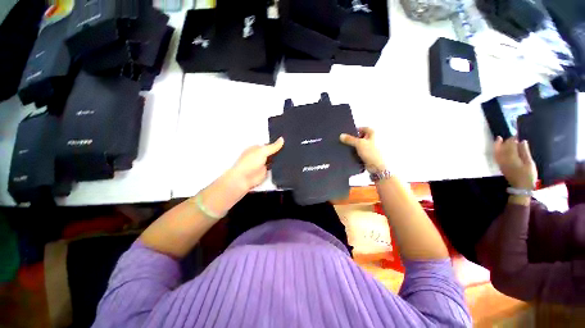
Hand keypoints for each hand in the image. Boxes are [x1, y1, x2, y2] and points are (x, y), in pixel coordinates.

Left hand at [228, 137, 283, 191]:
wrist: (244, 178)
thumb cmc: (248, 163)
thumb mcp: (263, 151)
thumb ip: (273, 146)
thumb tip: (281, 140)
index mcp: (257, 148)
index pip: (268, 144)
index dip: (276, 143)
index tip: (285, 141)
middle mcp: (259, 155)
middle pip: (271, 152)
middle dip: (277, 151)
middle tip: (287, 149)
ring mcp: (262, 163)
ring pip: (273, 160)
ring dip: (277, 159)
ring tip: (286, 156)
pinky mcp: (265, 171)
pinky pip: (273, 167)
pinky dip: (277, 166)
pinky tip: (282, 164)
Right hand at [340, 127, 385, 172]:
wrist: (376, 167)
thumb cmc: (372, 153)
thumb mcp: (359, 143)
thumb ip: (349, 139)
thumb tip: (342, 136)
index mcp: (373, 133)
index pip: (362, 128)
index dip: (355, 130)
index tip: (347, 133)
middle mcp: (372, 139)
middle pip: (360, 136)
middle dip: (354, 139)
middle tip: (347, 141)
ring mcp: (370, 147)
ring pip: (359, 144)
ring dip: (354, 146)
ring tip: (349, 148)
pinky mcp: (367, 154)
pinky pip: (359, 151)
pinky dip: (356, 151)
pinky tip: (351, 153)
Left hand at [494, 136, 537, 189]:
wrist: (521, 188)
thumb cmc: (528, 175)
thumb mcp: (529, 163)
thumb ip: (524, 152)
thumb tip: (522, 141)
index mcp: (511, 158)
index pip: (510, 145)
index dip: (513, 139)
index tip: (518, 134)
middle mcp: (503, 160)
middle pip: (502, 148)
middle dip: (505, 141)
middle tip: (512, 136)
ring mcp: (501, 163)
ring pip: (496, 152)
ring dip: (498, 145)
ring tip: (500, 138)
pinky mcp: (501, 166)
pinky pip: (496, 156)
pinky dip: (496, 150)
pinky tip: (499, 148)